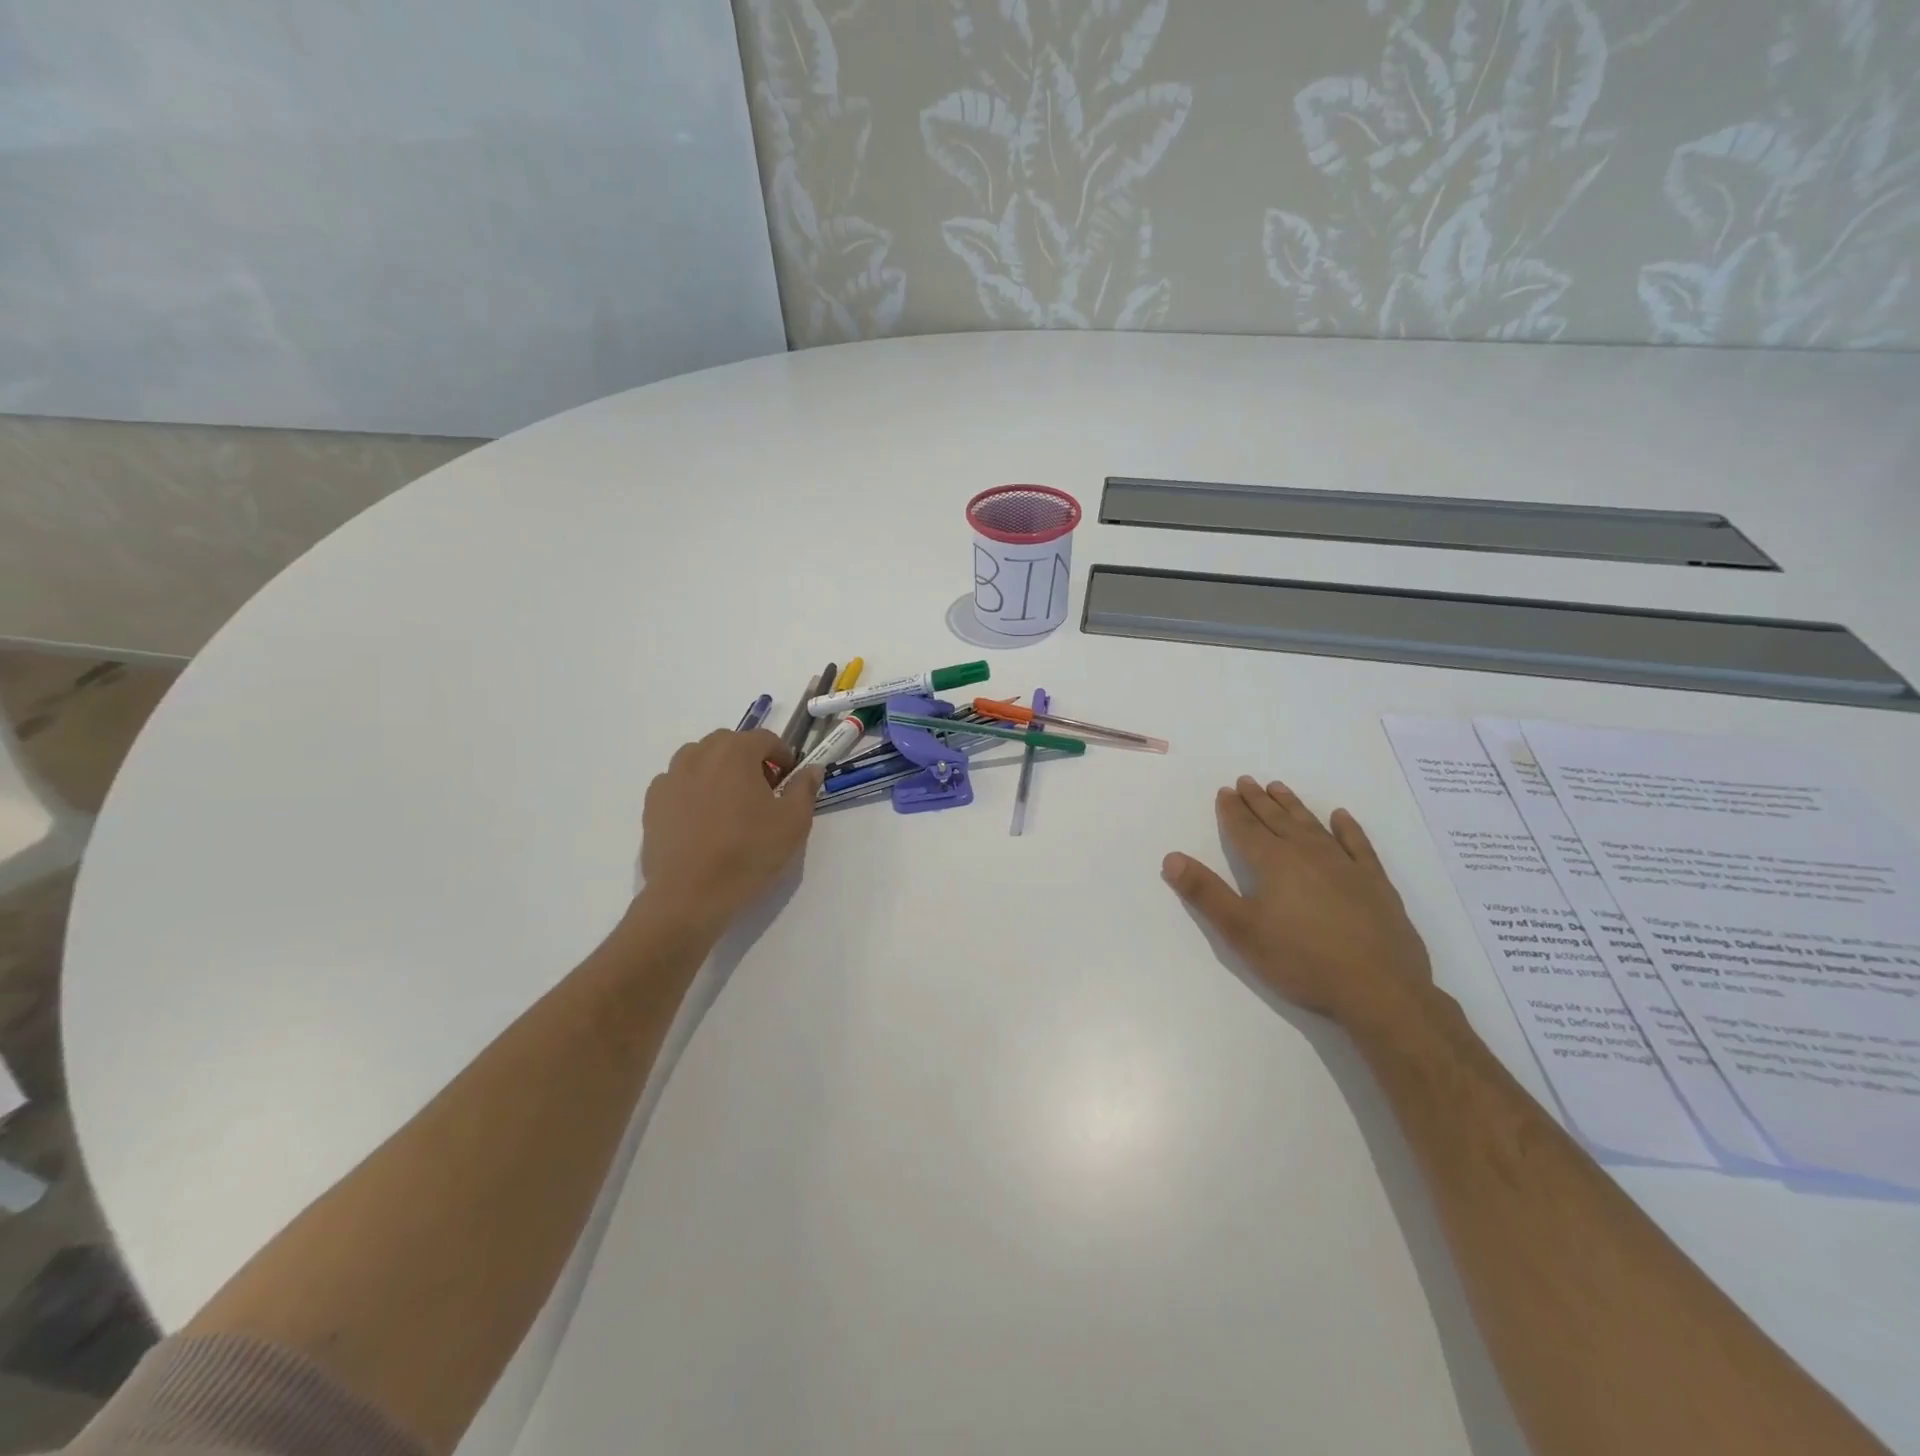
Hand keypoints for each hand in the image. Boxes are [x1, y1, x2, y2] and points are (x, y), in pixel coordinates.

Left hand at [637, 729, 822, 933]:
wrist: (690, 895)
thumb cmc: (748, 853)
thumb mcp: (793, 822)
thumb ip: (804, 788)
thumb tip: (811, 769)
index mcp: (735, 752)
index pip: (765, 738)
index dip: (782, 756)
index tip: (789, 780)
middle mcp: (699, 755)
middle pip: (730, 744)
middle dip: (750, 760)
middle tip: (763, 792)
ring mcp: (670, 778)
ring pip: (700, 760)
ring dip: (719, 772)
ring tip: (730, 805)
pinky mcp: (652, 803)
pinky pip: (678, 783)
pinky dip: (693, 790)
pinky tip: (703, 820)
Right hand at [1163, 777, 1433, 1033]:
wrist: (1379, 989)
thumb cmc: (1301, 960)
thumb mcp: (1241, 931)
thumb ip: (1205, 893)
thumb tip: (1171, 858)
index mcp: (1273, 863)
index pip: (1245, 829)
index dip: (1232, 810)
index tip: (1224, 791)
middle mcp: (1307, 854)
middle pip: (1276, 820)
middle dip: (1258, 801)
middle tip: (1246, 781)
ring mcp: (1345, 865)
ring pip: (1312, 825)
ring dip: (1293, 806)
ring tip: (1279, 788)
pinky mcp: (1375, 882)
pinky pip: (1357, 844)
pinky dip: (1348, 828)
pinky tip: (1341, 817)